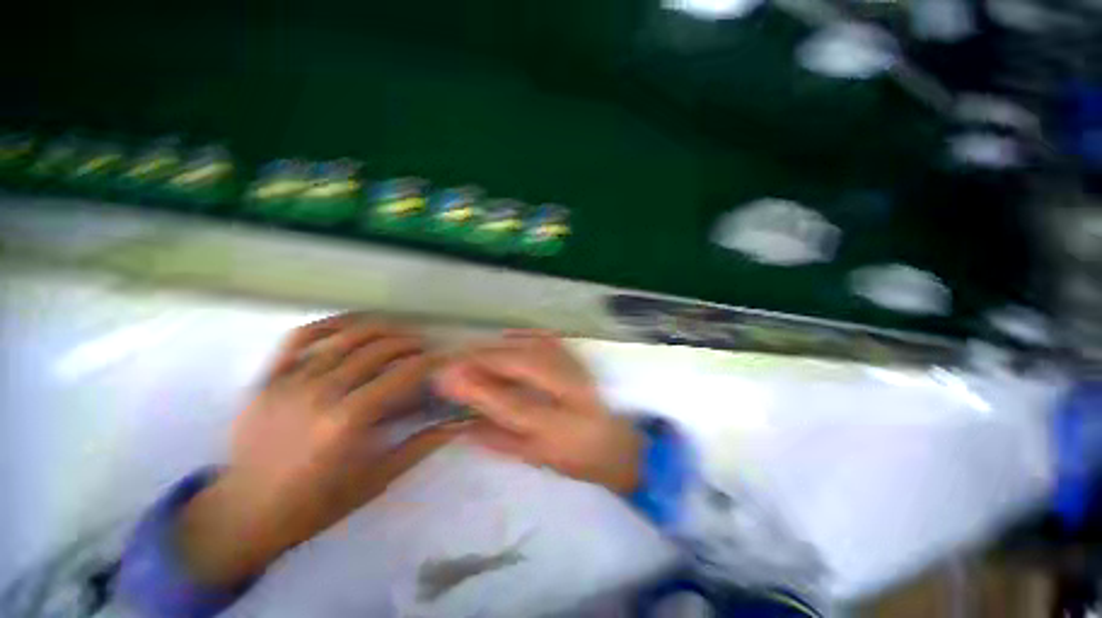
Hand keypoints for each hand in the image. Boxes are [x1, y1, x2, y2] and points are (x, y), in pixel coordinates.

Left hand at [178, 314, 456, 586]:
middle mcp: (320, 393)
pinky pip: (300, 337)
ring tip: (400, 332)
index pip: (402, 374)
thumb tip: (460, 423)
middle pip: (378, 348)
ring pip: (346, 336)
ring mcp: (290, 381)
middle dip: (411, 342)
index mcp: (348, 421)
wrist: (244, 513)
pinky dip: (331, 324)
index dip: (431, 361)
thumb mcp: (377, 479)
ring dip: (382, 328)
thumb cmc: (317, 503)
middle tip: (427, 347)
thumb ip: (421, 446)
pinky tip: (352, 325)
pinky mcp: (267, 378)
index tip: (446, 358)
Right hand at [436, 332, 641, 493]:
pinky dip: (526, 336)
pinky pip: (550, 340)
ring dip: (502, 347)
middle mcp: (574, 395)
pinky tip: (508, 337)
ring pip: (535, 348)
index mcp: (563, 428)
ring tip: (474, 350)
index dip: (478, 389)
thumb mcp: (537, 459)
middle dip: (486, 359)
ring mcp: (580, 372)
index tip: (447, 377)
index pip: (513, 405)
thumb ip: (500, 441)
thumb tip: (462, 426)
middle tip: (455, 359)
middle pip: (524, 366)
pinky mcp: (581, 360)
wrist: (621, 442)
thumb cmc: (579, 459)